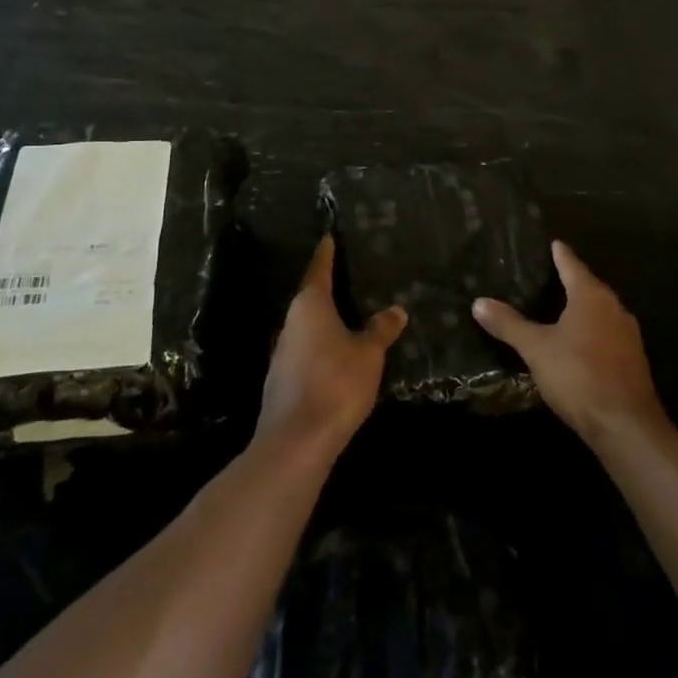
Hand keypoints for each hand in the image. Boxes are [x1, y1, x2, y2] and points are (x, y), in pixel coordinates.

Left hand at [256, 236, 407, 459]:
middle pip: (310, 297)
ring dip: (326, 322)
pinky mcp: (282, 380)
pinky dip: (321, 347)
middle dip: (329, 289)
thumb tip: (396, 310)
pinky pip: (305, 351)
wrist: (296, 441)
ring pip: (307, 327)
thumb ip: (380, 329)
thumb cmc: (335, 383)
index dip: (327, 253)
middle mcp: (291, 322)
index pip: (319, 269)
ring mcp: (282, 352)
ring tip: (350, 317)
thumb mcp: (369, 354)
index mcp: (310, 305)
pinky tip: (337, 356)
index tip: (329, 237)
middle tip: (351, 277)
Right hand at [473, 241, 667, 449]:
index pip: (572, 265)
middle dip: (572, 281)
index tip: (554, 242)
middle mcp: (614, 308)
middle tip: (550, 275)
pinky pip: (608, 334)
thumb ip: (509, 324)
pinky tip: (579, 343)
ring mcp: (628, 335)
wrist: (626, 425)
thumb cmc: (578, 375)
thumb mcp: (536, 349)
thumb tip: (479, 302)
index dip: (560, 254)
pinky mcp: (633, 360)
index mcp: (591, 296)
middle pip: (590, 287)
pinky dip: (593, 331)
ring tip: (561, 308)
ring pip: (602, 312)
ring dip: (584, 309)